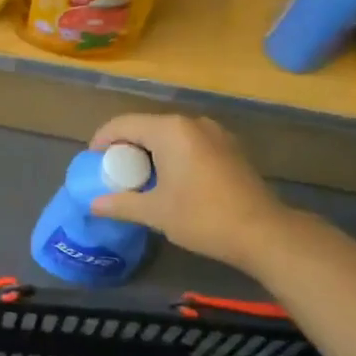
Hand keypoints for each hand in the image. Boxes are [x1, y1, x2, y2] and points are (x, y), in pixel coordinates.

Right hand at [88, 114, 284, 269]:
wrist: (263, 232)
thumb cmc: (203, 217)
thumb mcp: (155, 212)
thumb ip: (121, 204)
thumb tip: (93, 204)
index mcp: (170, 130)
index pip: (122, 124)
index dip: (101, 140)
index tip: (91, 162)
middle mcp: (191, 123)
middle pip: (146, 126)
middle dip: (125, 147)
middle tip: (113, 174)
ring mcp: (215, 133)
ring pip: (169, 135)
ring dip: (150, 152)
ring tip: (139, 179)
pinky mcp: (229, 147)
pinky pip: (189, 143)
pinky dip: (172, 155)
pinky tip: (170, 181)